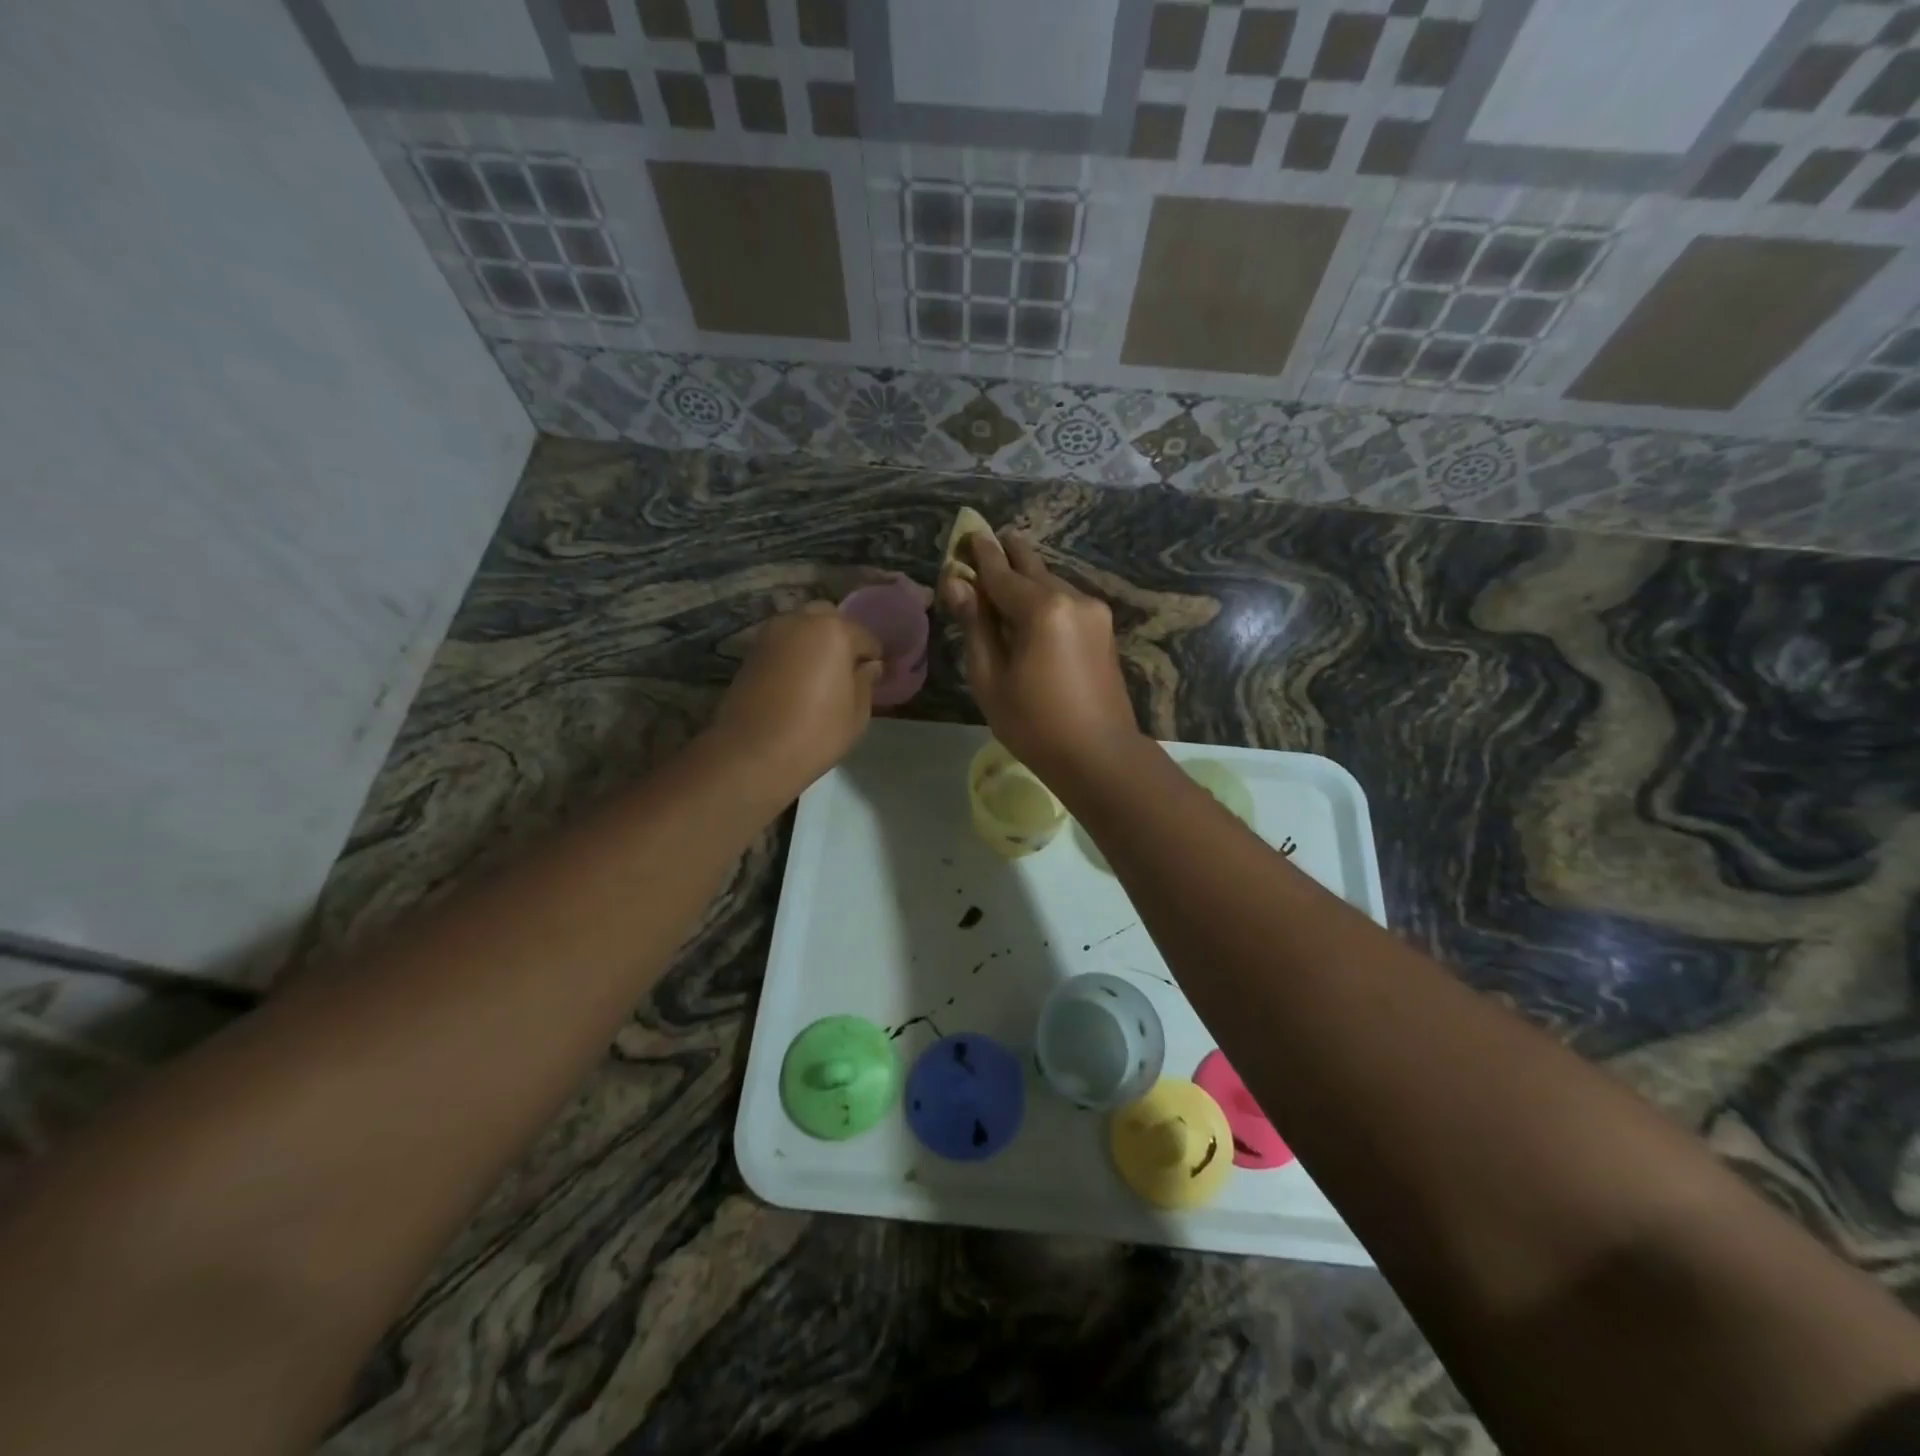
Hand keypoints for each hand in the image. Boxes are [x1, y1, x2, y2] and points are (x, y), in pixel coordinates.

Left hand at [708, 604, 882, 799]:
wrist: (752, 754)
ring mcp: (770, 634)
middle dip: (841, 638)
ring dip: (814, 643)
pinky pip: (782, 644)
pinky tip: (797, 681)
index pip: (865, 636)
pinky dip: (793, 654)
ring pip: (801, 627)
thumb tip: (870, 666)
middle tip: (846, 671)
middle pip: (829, 619)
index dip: (873, 658)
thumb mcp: (857, 713)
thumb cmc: (815, 734)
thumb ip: (866, 681)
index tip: (875, 679)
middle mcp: (800, 621)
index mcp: (833, 631)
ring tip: (820, 676)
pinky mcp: (750, 652)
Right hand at [939, 530, 1139, 781]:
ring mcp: (1093, 612)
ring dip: (1027, 577)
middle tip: (987, 540)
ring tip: (1005, 575)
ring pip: (1051, 583)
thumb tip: (957, 584)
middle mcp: (1072, 598)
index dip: (980, 555)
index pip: (1001, 572)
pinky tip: (1031, 607)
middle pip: (1032, 567)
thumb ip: (975, 625)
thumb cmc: (1034, 724)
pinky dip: (1044, 597)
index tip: (967, 533)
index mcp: (1041, 609)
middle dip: (1008, 554)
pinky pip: (1066, 600)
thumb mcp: (990, 678)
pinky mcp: (1103, 628)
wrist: (1100, 755)